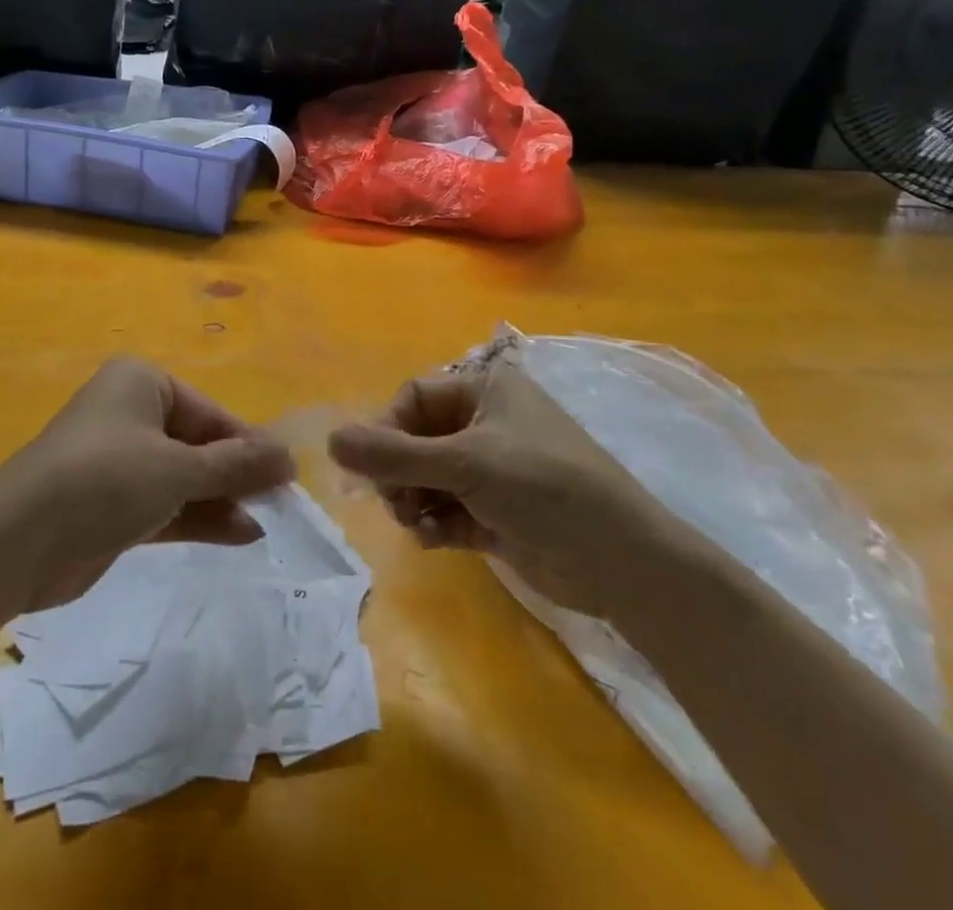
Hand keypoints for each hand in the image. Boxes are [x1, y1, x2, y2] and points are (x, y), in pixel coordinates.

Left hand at [0, 357, 295, 612]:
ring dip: (222, 499)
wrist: (17, 542)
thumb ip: (236, 465)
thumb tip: (289, 458)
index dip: (250, 444)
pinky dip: (198, 517)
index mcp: (142, 383)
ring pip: (184, 476)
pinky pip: (166, 503)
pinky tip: (239, 534)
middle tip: (281, 503)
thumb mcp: (178, 469)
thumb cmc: (104, 481)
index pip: (210, 413)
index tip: (287, 476)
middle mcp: (131, 413)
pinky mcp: (111, 503)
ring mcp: (119, 461)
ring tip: (267, 522)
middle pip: (198, 443)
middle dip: (237, 474)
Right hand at [328, 361, 679, 617]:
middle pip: (416, 439)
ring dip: (414, 500)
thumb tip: (330, 441)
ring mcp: (492, 470)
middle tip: (396, 503)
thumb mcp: (464, 464)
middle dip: (400, 472)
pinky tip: (433, 540)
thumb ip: (393, 455)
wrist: (622, 562)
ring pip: (427, 477)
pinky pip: (446, 508)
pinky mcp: (496, 512)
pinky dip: (434, 523)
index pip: (414, 397)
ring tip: (418, 525)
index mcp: (485, 390)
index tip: (374, 466)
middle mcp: (486, 423)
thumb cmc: (544, 487)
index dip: (388, 428)